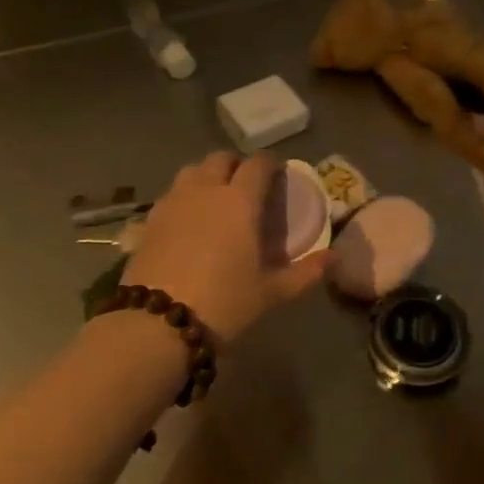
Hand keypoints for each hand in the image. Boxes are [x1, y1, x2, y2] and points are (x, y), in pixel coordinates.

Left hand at [124, 152, 330, 346]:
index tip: (277, 175)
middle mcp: (206, 189)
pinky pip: (172, 193)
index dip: (270, 164)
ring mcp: (173, 201)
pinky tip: (190, 221)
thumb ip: (306, 272)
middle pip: (221, 159)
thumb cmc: (224, 304)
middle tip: (248, 188)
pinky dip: (186, 196)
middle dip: (237, 166)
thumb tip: (333, 258)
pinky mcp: (149, 219)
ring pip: (192, 170)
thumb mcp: (273, 293)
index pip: (258, 163)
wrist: (157, 324)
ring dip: (208, 175)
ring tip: (216, 199)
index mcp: (240, 200)